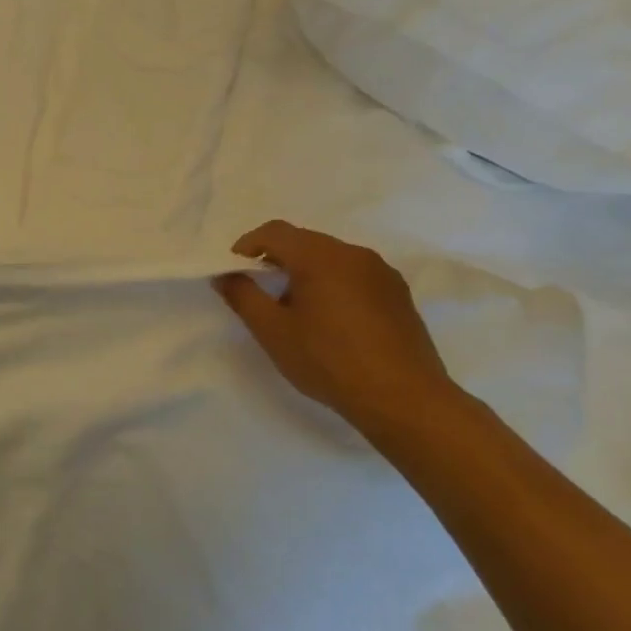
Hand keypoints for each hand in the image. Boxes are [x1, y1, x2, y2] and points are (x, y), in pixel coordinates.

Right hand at [214, 221, 457, 440]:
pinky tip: (332, 321)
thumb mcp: (272, 331)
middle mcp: (353, 254)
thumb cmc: (328, 360)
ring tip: (297, 309)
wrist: (405, 399)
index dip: (247, 245)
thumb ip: (242, 296)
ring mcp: (382, 273)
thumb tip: (224, 275)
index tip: (235, 271)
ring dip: (306, 272)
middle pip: (304, 241)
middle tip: (261, 292)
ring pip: (331, 258)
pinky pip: (355, 275)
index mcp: (320, 256)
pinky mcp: (399, 294)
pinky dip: (333, 284)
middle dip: (276, 259)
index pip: (274, 232)